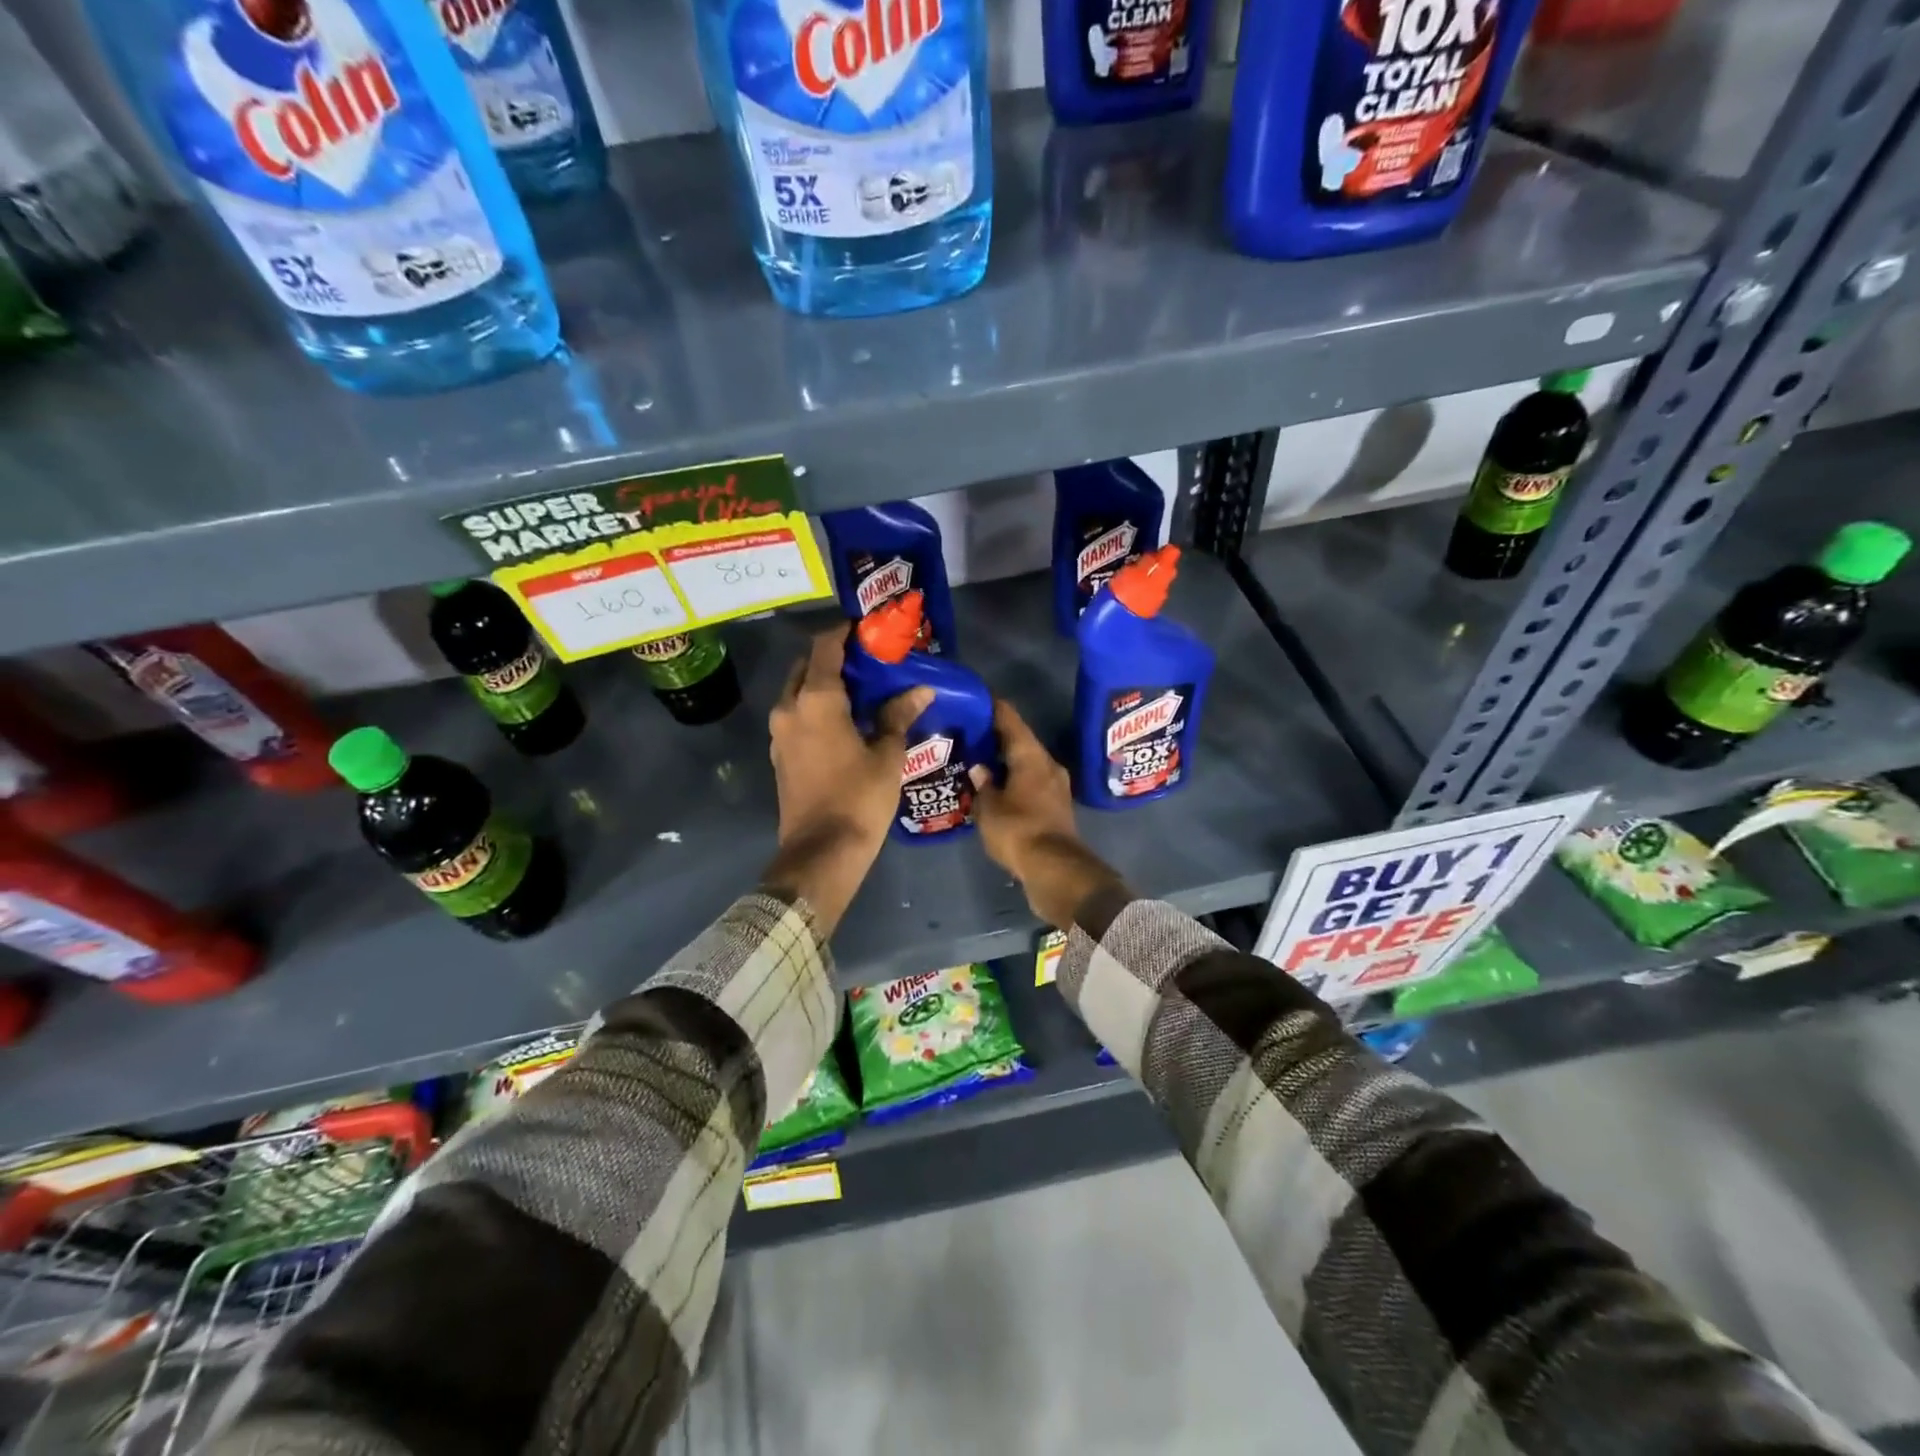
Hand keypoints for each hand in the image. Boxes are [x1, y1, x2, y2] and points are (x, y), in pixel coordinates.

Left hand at [762, 628, 931, 933]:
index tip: (867, 627)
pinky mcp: (780, 755)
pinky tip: (845, 720)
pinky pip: (797, 716)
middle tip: (867, 660)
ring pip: (798, 692)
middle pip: (806, 666)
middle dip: (833, 656)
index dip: (845, 632)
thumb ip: (898, 716)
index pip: (825, 647)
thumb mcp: (887, 755)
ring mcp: (779, 733)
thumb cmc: (859, 799)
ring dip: (823, 683)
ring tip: (860, 689)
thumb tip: (920, 690)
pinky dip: (816, 708)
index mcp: (815, 700)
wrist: (821, 853)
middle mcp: (789, 708)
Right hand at [971, 699, 1126, 929]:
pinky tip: (996, 788)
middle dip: (996, 738)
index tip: (977, 698)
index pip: (1010, 720)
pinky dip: (1014, 781)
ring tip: (979, 761)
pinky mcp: (1056, 807)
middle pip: (1020, 742)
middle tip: (970, 733)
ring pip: (1026, 764)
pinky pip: (1031, 784)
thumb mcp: (989, 808)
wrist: (1055, 869)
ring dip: (1006, 762)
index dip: (993, 707)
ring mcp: (1055, 786)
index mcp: (1031, 756)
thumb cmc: (1018, 830)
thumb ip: (983, 785)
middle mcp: (1047, 764)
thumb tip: (980, 769)